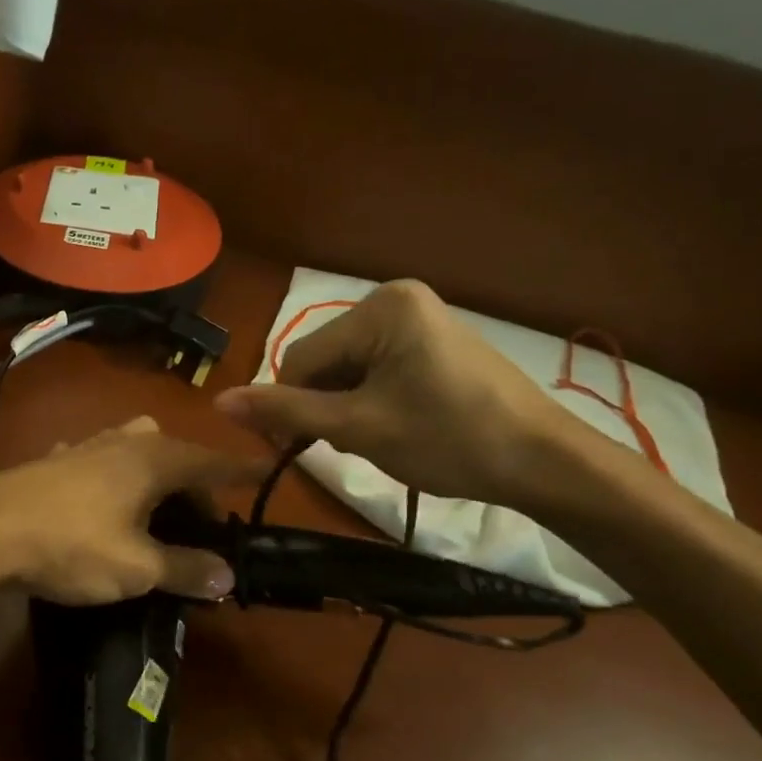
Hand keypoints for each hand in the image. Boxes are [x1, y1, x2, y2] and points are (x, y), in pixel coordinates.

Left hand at [0, 416, 264, 604]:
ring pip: (135, 451)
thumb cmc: (72, 544)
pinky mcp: (53, 461)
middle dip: (194, 483)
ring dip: (153, 476)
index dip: (241, 471)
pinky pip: (99, 463)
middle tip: (201, 523)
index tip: (267, 471)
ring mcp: (84, 447)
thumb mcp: (137, 567)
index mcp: (154, 459)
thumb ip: (185, 568)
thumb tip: (227, 575)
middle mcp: (124, 441)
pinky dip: (114, 480)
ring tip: (155, 512)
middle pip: (175, 454)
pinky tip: (102, 505)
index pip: (212, 462)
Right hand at [215, 280, 571, 505]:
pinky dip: (371, 400)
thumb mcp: (358, 427)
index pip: (301, 357)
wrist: (543, 461)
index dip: (290, 405)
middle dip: (325, 405)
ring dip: (347, 407)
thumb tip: (219, 402)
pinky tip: (394, 426)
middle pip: (326, 360)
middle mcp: (396, 299)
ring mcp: (419, 318)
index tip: (296, 450)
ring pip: (349, 368)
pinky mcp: (433, 341)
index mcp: (380, 307)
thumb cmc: (449, 440)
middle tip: (351, 446)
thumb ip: (286, 411)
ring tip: (378, 439)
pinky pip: (378, 368)